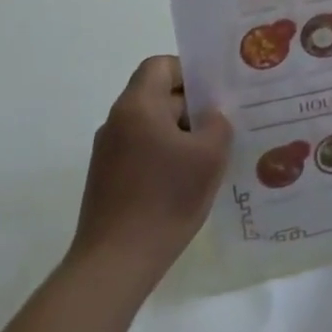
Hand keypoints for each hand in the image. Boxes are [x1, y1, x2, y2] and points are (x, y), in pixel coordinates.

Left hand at [69, 56, 231, 277]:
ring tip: (210, 157)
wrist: (114, 265)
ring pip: (152, 126)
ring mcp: (108, 153)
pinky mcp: (107, 181)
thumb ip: (218, 123)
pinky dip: (165, 157)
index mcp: (137, 106)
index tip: (214, 95)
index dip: (189, 72)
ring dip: (181, 135)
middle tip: (224, 125)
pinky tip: (187, 183)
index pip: (161, 65)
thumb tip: (210, 118)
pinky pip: (143, 152)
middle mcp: (117, 122)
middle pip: (158, 95)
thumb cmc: (165, 199)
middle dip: (192, 107)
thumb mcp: (210, 155)